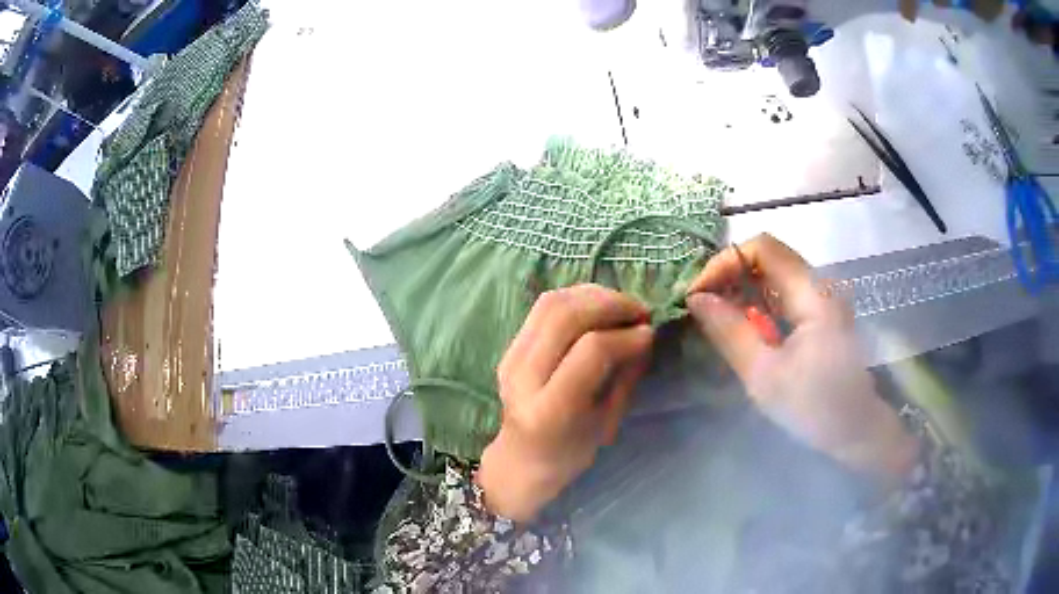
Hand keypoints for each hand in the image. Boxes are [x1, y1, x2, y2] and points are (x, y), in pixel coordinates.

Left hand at [477, 284, 653, 521]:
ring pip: (552, 303)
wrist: (521, 459)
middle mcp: (523, 378)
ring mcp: (510, 358)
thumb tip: (644, 333)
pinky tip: (599, 306)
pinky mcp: (510, 346)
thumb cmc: (571, 453)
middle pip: (565, 316)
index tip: (649, 333)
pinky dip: (577, 298)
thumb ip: (625, 376)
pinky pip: (544, 307)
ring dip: (593, 295)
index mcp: (550, 409)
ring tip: (622, 305)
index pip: (591, 351)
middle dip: (610, 304)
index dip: (626, 336)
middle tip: (639, 311)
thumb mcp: (607, 422)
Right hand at [687, 234, 919, 487]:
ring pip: (775, 274)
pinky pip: (783, 293)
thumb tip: (696, 298)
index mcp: (813, 294)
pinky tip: (743, 326)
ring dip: (742, 287)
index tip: (698, 294)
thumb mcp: (764, 375)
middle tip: (702, 305)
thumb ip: (730, 332)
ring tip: (716, 316)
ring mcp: (822, 298)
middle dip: (730, 274)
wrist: (855, 430)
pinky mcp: (820, 314)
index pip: (763, 248)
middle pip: (769, 256)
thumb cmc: (814, 407)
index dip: (726, 261)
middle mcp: (820, 285)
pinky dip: (758, 301)